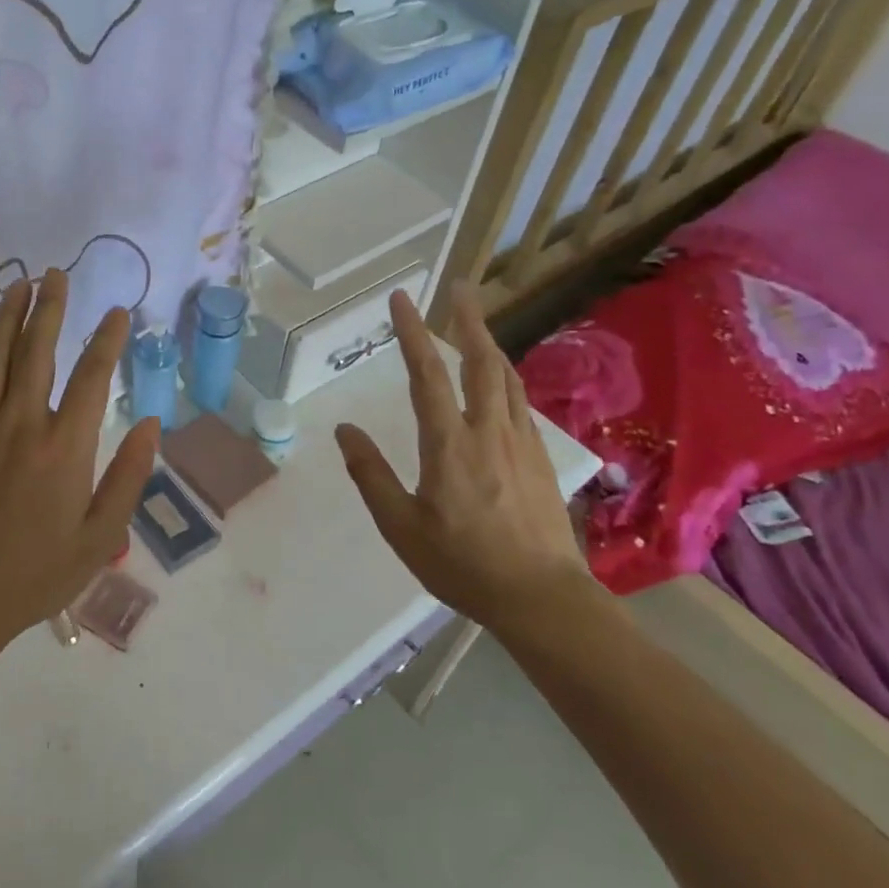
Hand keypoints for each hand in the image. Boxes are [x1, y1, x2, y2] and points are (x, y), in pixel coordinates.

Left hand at [0, 268, 158, 654]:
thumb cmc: (40, 570)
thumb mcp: (101, 535)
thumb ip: (128, 476)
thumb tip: (151, 424)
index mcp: (66, 446)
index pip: (92, 376)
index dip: (108, 339)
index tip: (118, 311)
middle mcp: (24, 424)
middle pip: (37, 350)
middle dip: (49, 307)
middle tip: (55, 273)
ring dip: (8, 318)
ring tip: (18, 285)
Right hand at [334, 282, 588, 633]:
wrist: (543, 599)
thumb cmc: (463, 565)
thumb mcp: (401, 527)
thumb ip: (371, 475)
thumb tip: (344, 430)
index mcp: (449, 444)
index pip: (427, 375)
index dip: (412, 333)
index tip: (401, 299)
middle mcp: (488, 431)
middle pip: (481, 362)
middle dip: (468, 320)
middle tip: (460, 288)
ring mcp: (521, 443)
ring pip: (507, 379)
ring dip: (489, 345)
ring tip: (476, 325)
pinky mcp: (541, 460)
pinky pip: (521, 403)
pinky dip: (506, 378)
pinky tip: (502, 383)